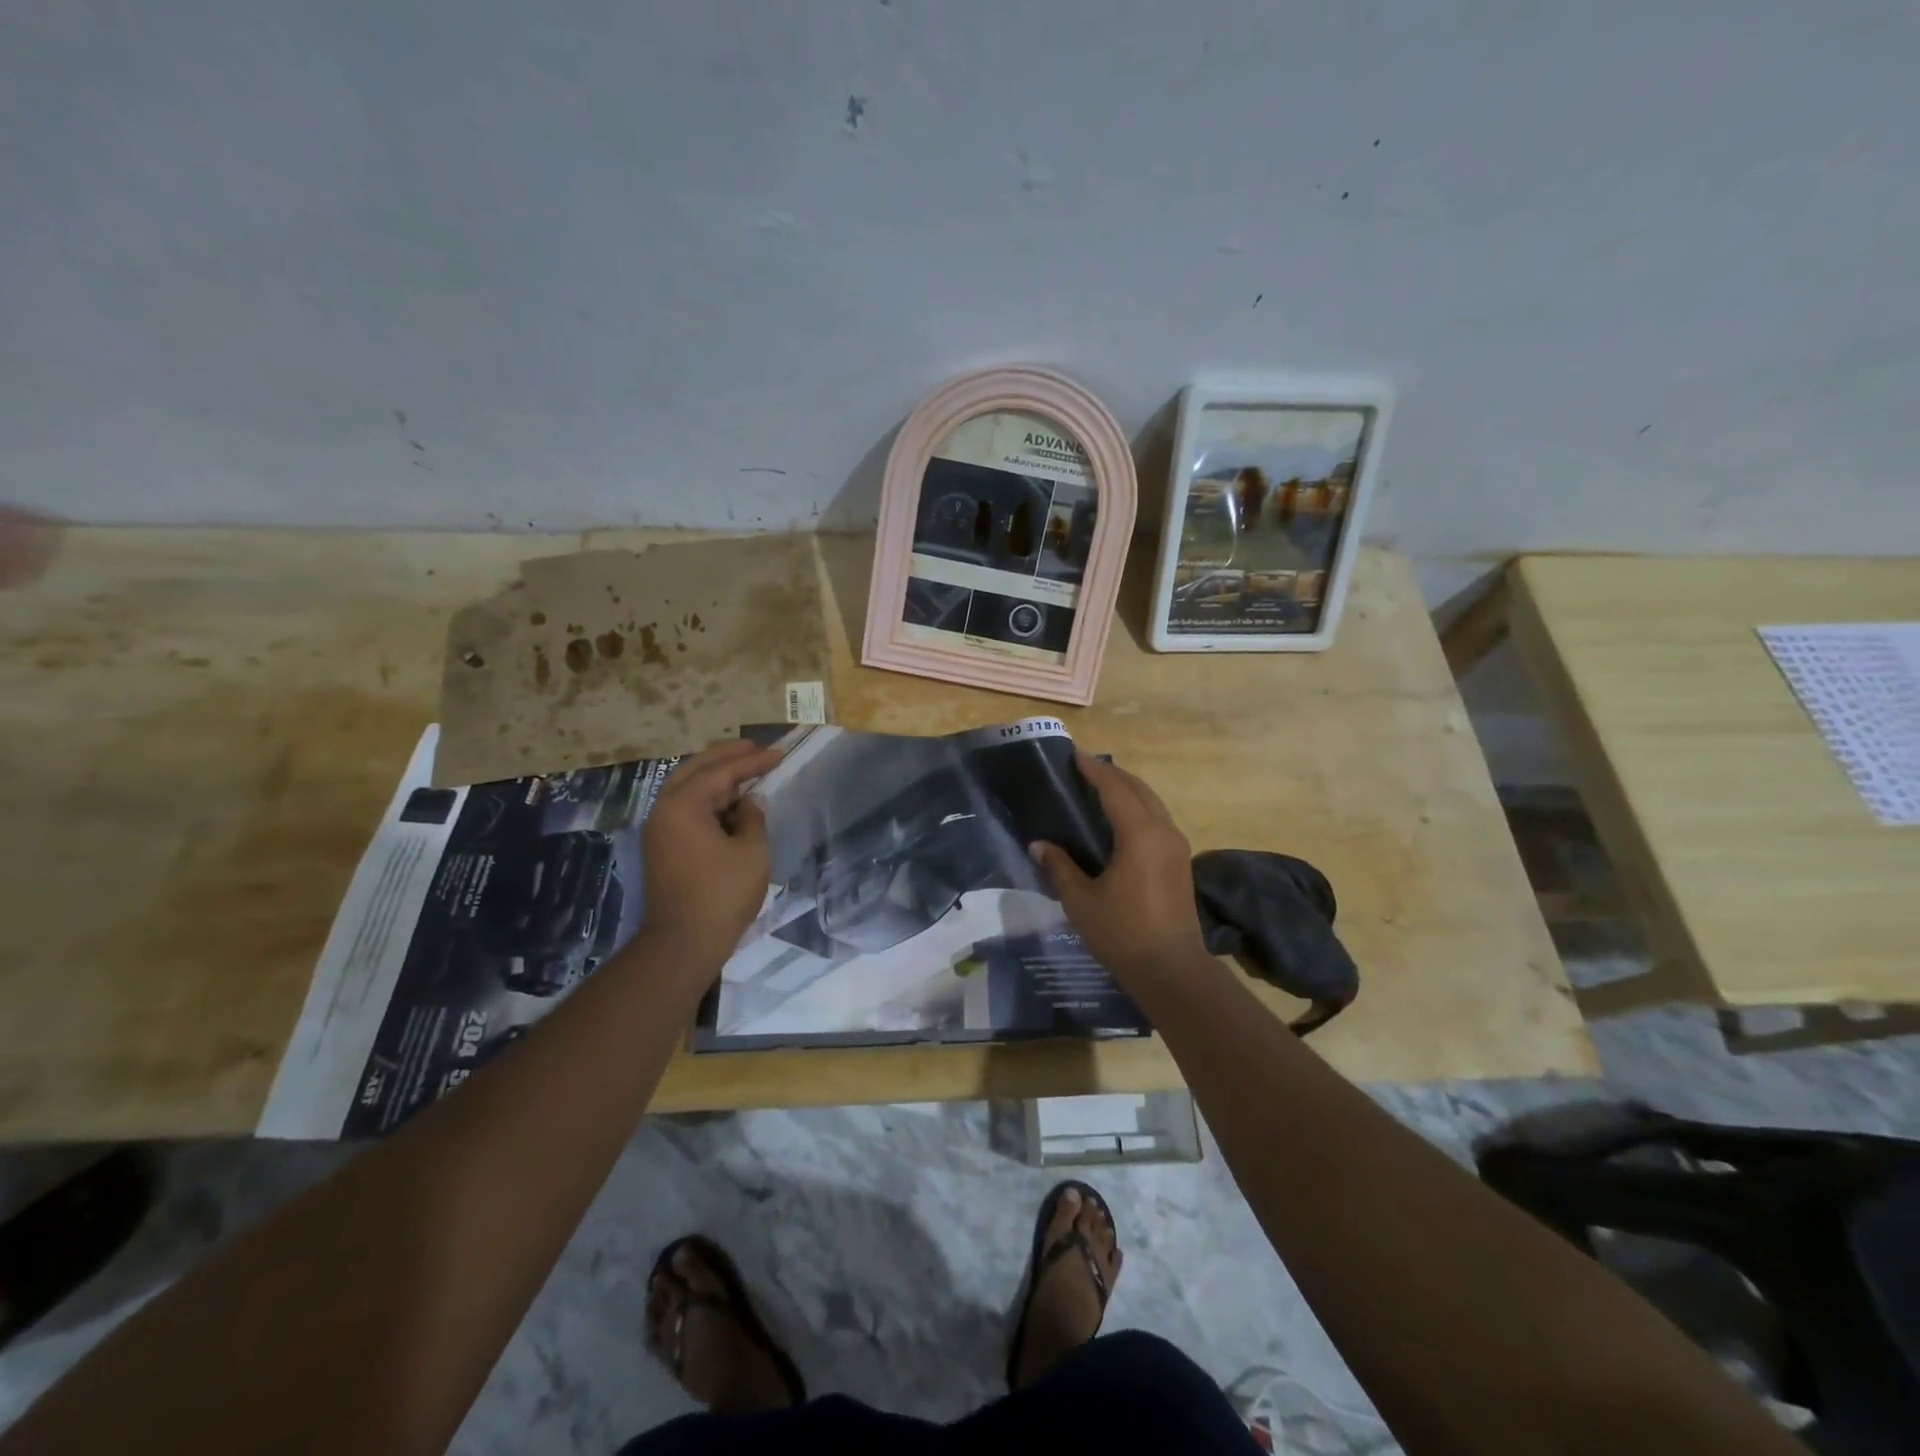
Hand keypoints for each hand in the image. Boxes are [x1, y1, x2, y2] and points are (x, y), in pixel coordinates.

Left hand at [639, 740, 781, 970]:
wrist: (683, 943)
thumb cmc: (722, 894)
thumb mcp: (751, 852)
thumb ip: (753, 817)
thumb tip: (751, 802)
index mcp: (683, 805)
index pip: (721, 771)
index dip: (752, 761)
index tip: (779, 754)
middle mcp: (663, 809)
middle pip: (696, 769)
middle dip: (727, 756)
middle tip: (756, 748)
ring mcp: (658, 828)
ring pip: (686, 786)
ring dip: (716, 775)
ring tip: (746, 769)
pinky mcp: (661, 846)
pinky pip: (684, 807)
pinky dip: (707, 797)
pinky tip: (730, 800)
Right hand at [1029, 752, 1212, 988]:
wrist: (1172, 971)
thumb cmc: (1123, 933)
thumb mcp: (1081, 900)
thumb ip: (1059, 866)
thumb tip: (1038, 844)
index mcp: (1139, 834)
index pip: (1114, 788)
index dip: (1093, 769)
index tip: (1073, 755)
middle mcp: (1163, 831)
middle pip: (1138, 788)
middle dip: (1111, 774)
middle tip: (1083, 769)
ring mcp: (1177, 846)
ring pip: (1152, 803)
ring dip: (1127, 790)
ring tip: (1099, 788)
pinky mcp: (1180, 862)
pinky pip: (1157, 819)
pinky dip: (1137, 808)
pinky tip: (1118, 821)